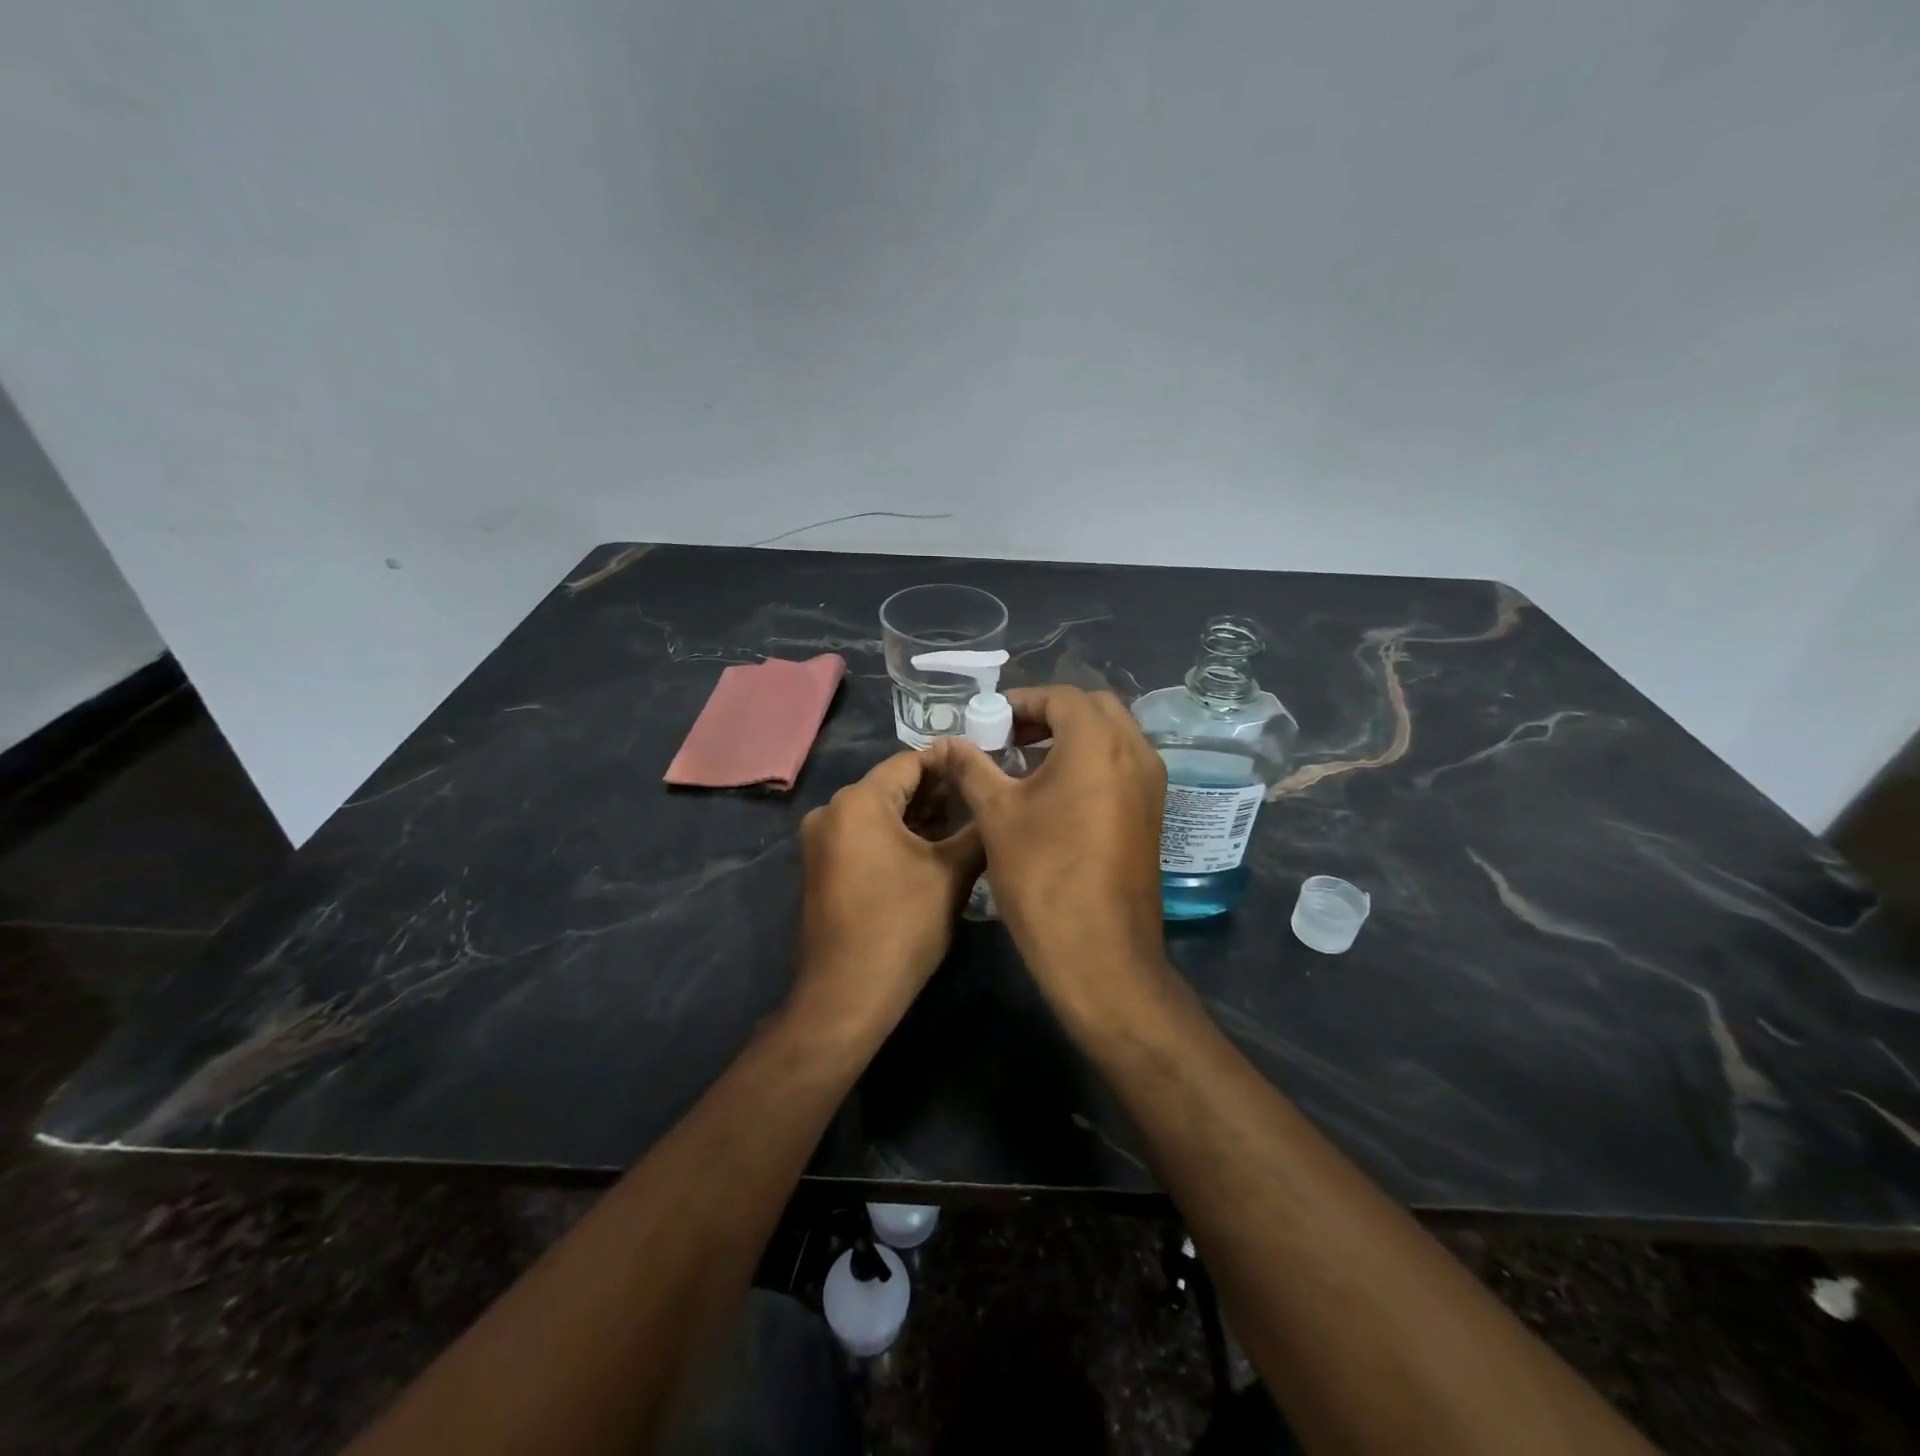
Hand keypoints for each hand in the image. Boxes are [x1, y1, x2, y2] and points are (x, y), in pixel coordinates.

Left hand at [794, 749, 984, 1030]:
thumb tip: (995, 803)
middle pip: (892, 785)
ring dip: (919, 814)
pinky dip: (896, 834)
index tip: (984, 765)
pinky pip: (864, 835)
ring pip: (879, 812)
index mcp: (858, 801)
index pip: (910, 762)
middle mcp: (831, 811)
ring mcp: (822, 841)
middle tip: (980, 794)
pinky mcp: (822, 867)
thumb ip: (977, 829)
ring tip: (965, 819)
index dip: (949, 762)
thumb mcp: (951, 873)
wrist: (847, 994)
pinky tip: (933, 845)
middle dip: (937, 790)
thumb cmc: (902, 925)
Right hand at [929, 687, 1168, 1010]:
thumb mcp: (996, 815)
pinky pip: (1121, 765)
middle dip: (1049, 714)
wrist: (1099, 951)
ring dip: (1072, 736)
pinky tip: (1055, 793)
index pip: (1061, 696)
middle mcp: (1135, 752)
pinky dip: (1091, 761)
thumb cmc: (1043, 874)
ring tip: (1026, 763)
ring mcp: (1150, 784)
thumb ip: (971, 767)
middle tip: (1009, 737)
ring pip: (1112, 736)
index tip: (989, 719)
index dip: (1021, 701)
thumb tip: (947, 744)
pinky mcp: (1152, 813)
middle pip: (1093, 708)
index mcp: (1098, 742)